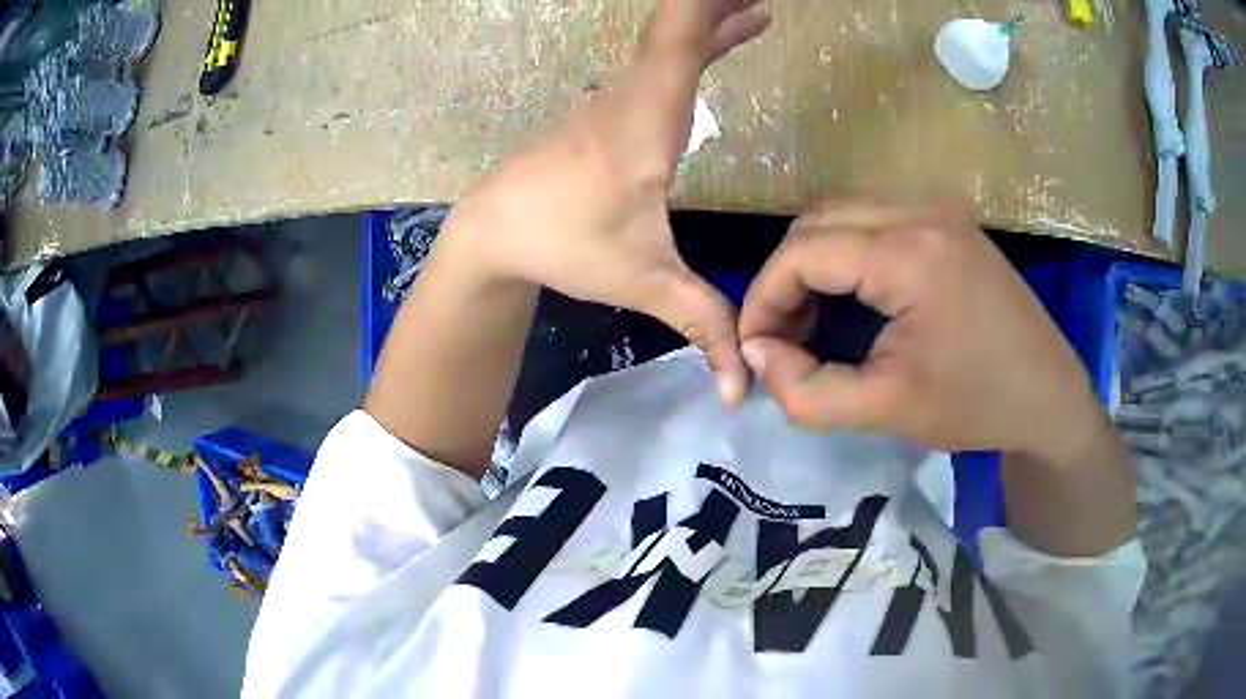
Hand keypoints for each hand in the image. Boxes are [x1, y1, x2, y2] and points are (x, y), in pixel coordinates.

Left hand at [436, 0, 769, 403]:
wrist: (491, 232)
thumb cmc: (562, 246)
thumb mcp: (642, 285)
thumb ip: (703, 326)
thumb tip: (743, 390)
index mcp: (644, 123)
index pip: (676, 44)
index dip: (704, 8)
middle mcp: (629, 96)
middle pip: (674, 30)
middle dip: (717, 5)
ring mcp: (612, 98)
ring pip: (664, 43)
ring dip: (707, 18)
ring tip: (753, 7)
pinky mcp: (604, 110)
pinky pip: (654, 63)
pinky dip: (688, 44)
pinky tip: (707, 47)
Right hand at [737, 201, 1113, 462]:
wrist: (1048, 396)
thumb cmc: (976, 406)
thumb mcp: (886, 410)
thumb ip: (807, 392)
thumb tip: (755, 354)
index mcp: (910, 253)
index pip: (803, 251)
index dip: (764, 298)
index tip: (755, 348)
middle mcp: (920, 210)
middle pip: (816, 222)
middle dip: (784, 278)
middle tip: (781, 338)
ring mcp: (937, 208)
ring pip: (841, 214)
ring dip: (811, 261)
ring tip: (810, 319)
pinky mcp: (946, 219)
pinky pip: (872, 217)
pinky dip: (844, 252)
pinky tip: (849, 295)